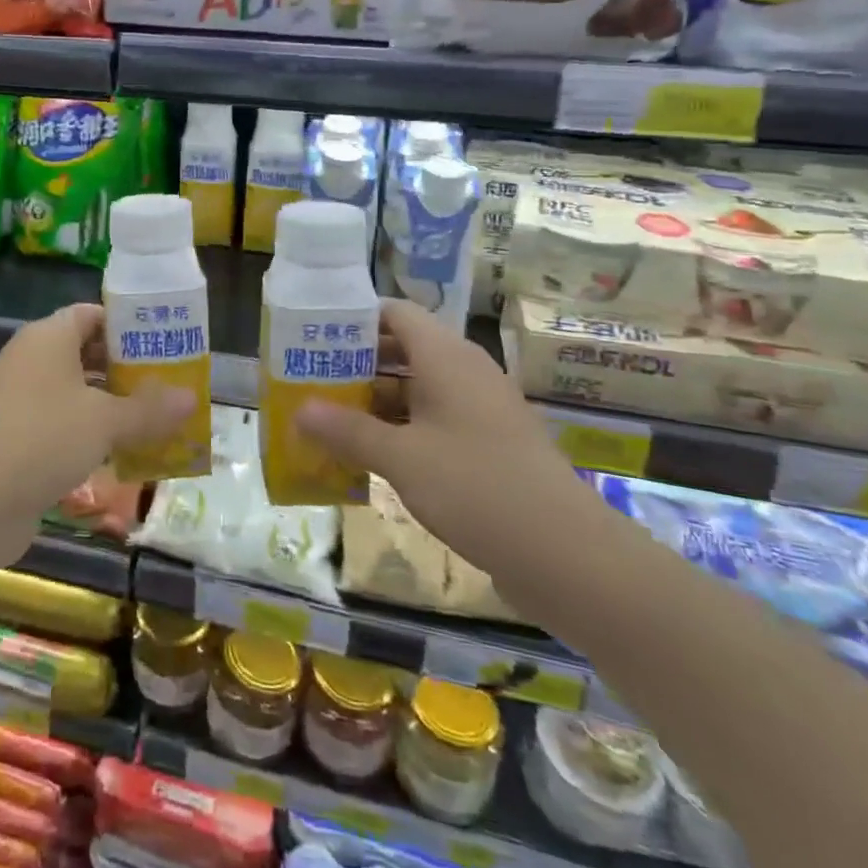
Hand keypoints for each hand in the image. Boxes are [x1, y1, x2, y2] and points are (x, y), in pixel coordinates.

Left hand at [0, 303, 193, 548]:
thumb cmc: (44, 437)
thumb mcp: (106, 421)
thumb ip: (149, 409)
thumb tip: (191, 398)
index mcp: (49, 338)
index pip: (91, 315)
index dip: (126, 326)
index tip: (162, 343)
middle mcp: (31, 361)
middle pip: (85, 354)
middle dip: (126, 370)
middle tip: (167, 385)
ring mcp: (20, 401)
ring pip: (75, 394)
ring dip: (111, 407)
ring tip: (155, 421)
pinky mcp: (15, 440)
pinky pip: (62, 427)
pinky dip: (90, 436)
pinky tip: (122, 455)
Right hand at [297, 300, 602, 577]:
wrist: (569, 555)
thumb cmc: (477, 487)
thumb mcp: (401, 458)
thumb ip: (347, 431)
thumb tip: (298, 411)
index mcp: (446, 356)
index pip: (395, 313)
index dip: (354, 318)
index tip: (314, 336)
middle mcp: (464, 372)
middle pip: (402, 348)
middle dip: (357, 363)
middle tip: (311, 379)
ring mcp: (480, 408)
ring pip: (417, 387)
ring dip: (375, 399)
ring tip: (329, 417)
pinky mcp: (488, 443)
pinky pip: (434, 419)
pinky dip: (401, 427)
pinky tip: (370, 454)